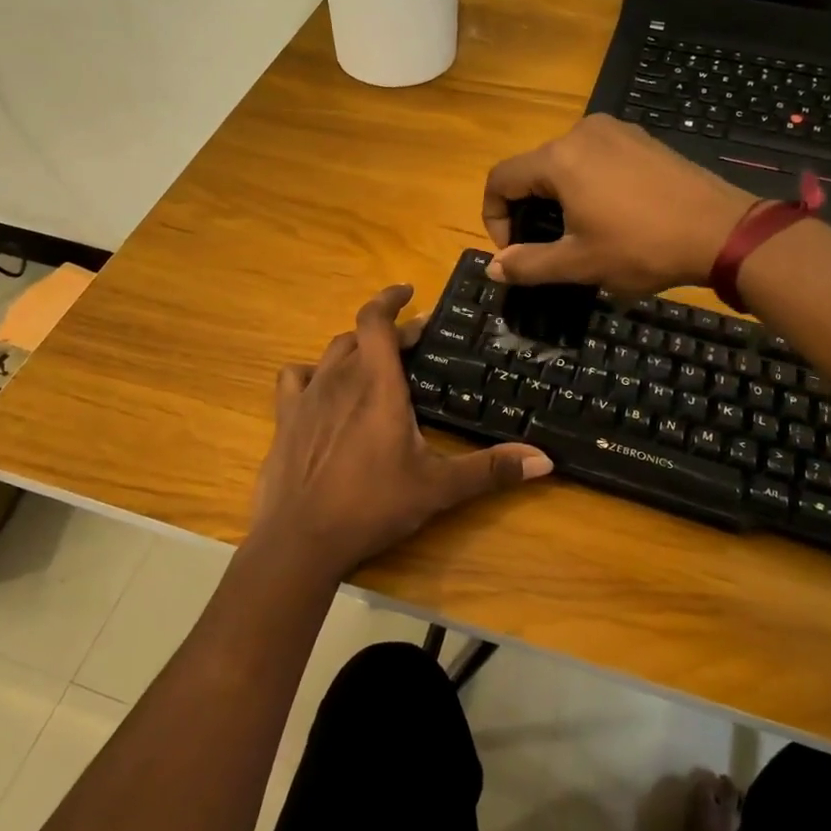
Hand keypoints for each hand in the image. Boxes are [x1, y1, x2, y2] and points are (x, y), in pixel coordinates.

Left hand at [249, 285, 552, 581]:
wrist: (300, 540)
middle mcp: (338, 379)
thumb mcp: (438, 488)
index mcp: (377, 385)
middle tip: (412, 342)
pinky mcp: (284, 419)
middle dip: (387, 331)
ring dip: (353, 349)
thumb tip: (545, 459)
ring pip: (330, 353)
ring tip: (373, 361)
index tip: (408, 291)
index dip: (389, 298)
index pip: (376, 320)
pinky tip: (322, 389)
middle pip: (359, 335)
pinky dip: (312, 374)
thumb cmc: (372, 505)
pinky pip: (295, 379)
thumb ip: (491, 470)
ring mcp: (306, 398)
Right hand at [482, 114, 756, 293]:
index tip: (514, 251)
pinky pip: (595, 158)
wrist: (722, 231)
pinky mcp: (641, 138)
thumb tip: (492, 269)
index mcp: (559, 158)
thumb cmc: (642, 248)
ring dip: (557, 198)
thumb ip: (528, 264)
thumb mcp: (579, 263)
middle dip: (527, 209)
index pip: (501, 180)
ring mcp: (616, 130)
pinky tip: (610, 214)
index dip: (494, 218)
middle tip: (545, 247)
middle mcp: (582, 132)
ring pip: (564, 163)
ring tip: (578, 233)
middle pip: (532, 169)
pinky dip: (586, 184)